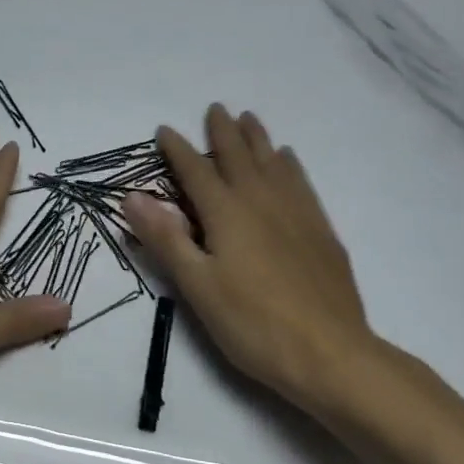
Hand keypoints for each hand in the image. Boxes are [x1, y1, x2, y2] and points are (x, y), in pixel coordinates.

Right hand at [121, 105, 408, 426]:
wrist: (331, 355)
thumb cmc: (253, 324)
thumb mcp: (197, 285)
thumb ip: (165, 237)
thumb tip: (132, 194)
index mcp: (227, 213)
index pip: (196, 170)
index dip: (177, 149)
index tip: (164, 130)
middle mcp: (261, 201)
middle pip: (239, 156)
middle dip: (223, 131)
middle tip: (215, 108)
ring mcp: (296, 213)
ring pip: (273, 162)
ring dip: (257, 138)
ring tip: (249, 118)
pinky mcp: (321, 230)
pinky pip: (301, 182)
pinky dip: (289, 164)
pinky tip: (288, 160)